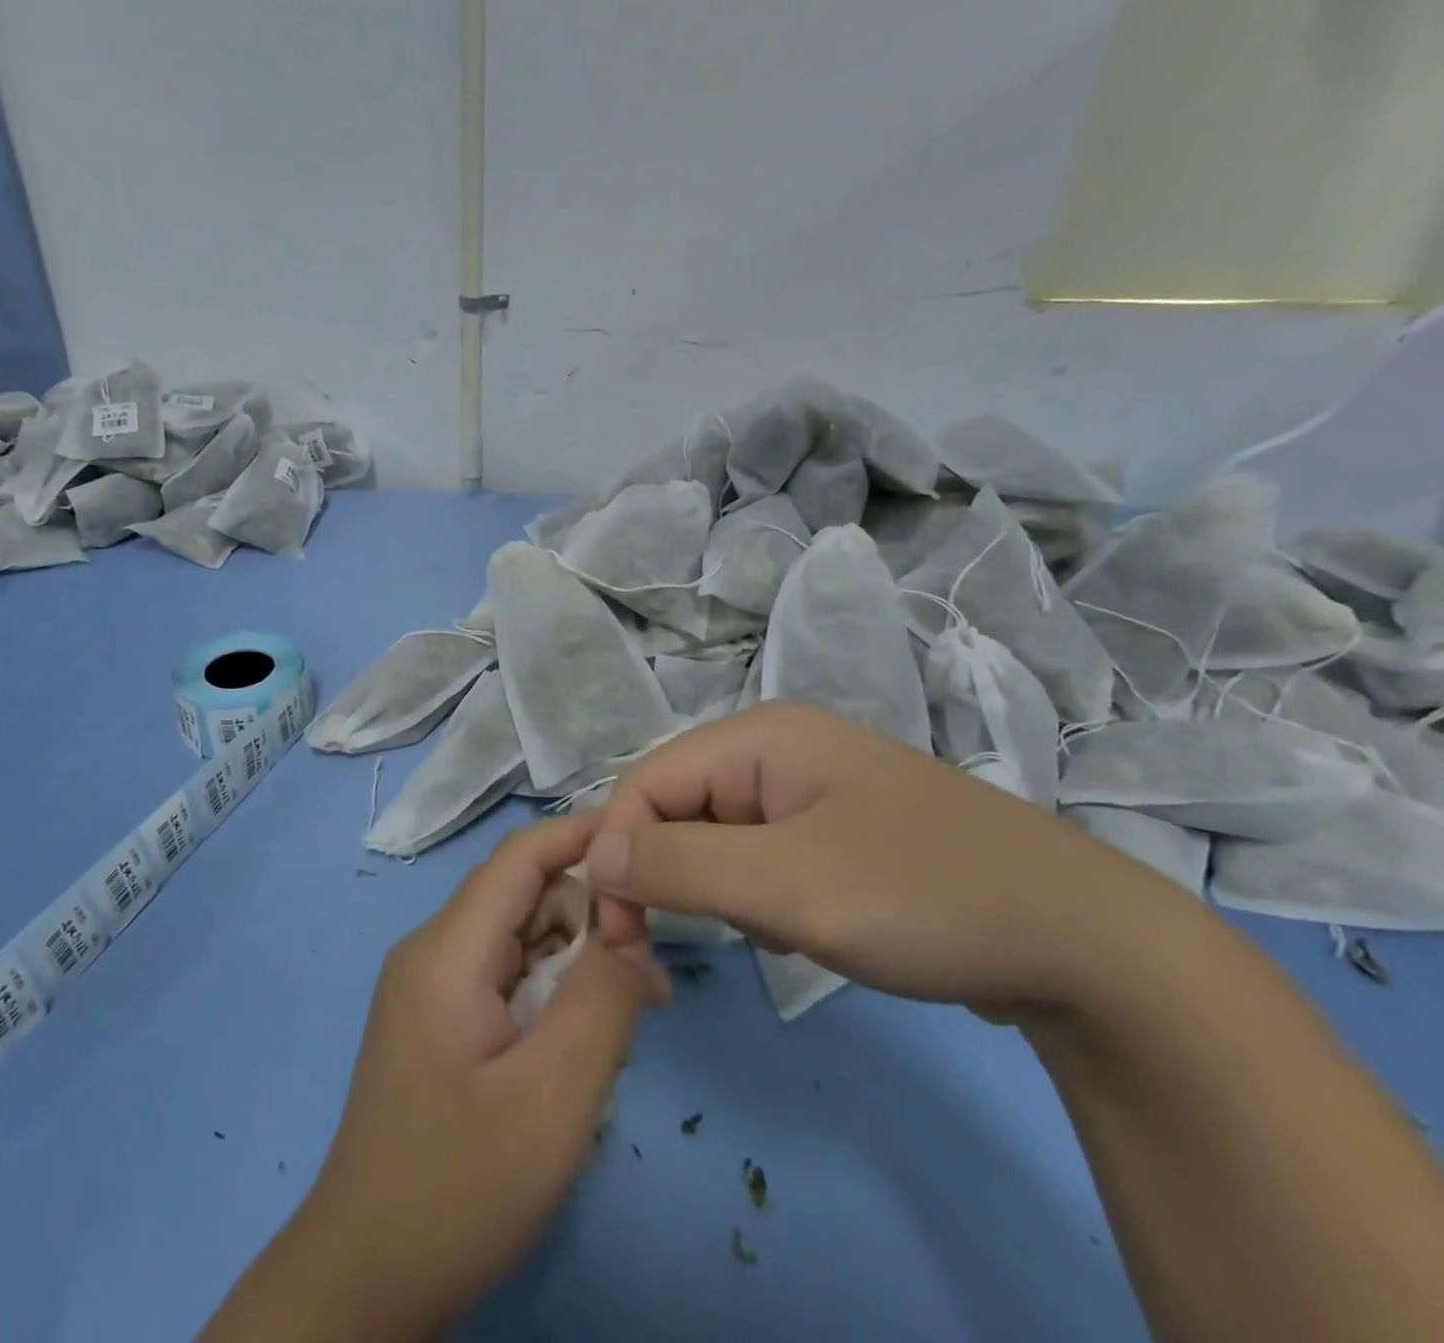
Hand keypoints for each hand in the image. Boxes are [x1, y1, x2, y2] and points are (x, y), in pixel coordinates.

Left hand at [203, 815, 666, 1341]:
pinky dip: (550, 991)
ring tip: (621, 1025)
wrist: (366, 1275)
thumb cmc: (459, 1186)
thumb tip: (632, 938)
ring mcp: (430, 984)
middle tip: (644, 983)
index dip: (582, 836)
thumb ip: (602, 1001)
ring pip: (519, 936)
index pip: (520, 856)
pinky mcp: (437, 1017)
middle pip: (524, 895)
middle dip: (588, 919)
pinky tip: (578, 1045)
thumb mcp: (552, 1097)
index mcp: (447, 949)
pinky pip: (505, 974)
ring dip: (574, 962)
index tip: (648, 849)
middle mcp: (433, 950)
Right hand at [586, 702, 1193, 1021]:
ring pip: (715, 837)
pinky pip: (758, 857)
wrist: (1091, 949)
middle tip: (670, 950)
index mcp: (760, 736)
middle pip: (678, 806)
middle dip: (667, 876)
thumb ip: (678, 864)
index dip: (619, 852)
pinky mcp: (835, 831)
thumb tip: (594, 853)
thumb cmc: (928, 897)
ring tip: (771, 933)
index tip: (619, 936)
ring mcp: (809, 790)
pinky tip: (802, 930)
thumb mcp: (790, 886)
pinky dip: (757, 898)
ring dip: (716, 891)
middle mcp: (776, 749)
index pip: (647, 781)